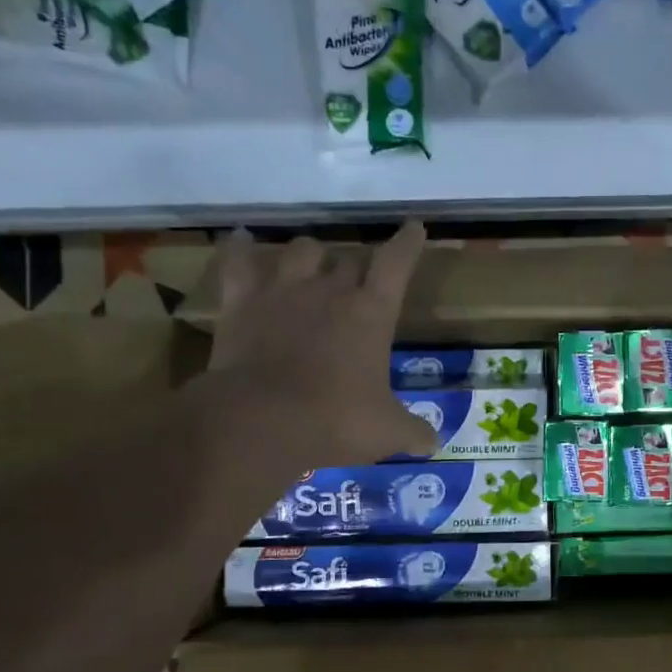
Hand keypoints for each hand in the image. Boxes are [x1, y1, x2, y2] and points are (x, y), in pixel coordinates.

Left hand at [207, 224, 438, 464]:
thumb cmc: (335, 420)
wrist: (261, 420)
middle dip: (356, 267)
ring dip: (310, 254)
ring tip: (311, 262)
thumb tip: (433, 444)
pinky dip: (240, 249)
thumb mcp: (386, 432)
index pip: (396, 264)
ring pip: (301, 251)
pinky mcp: (241, 302)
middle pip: (348, 259)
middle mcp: (329, 291)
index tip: (414, 227)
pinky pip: (239, 262)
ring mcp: (282, 291)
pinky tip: (240, 239)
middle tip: (358, 282)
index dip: (408, 244)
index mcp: (371, 314)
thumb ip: (413, 432)